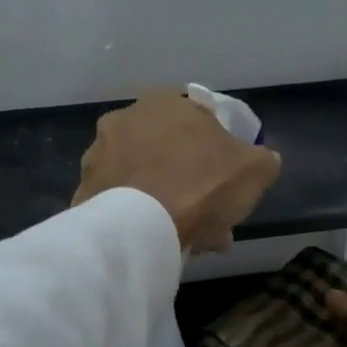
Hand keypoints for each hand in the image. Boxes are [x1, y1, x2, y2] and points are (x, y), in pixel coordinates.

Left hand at [73, 89, 282, 253]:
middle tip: (210, 215)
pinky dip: (141, 218)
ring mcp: (98, 157)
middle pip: (167, 151)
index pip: (196, 118)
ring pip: (144, 179)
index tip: (225, 180)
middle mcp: (123, 120)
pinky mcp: (83, 192)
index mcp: (163, 102)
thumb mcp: (254, 169)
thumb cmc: (200, 185)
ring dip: (167, 202)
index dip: (215, 150)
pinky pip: (123, 204)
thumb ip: (262, 158)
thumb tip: (263, 160)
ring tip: (189, 239)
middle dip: (190, 181)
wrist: (139, 229)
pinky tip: (161, 244)